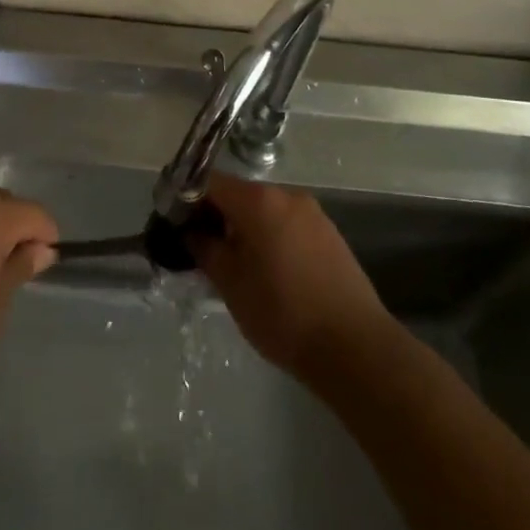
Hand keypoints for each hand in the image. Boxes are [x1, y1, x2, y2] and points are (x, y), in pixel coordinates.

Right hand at [188, 173, 393, 381]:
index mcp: (258, 200)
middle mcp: (286, 195)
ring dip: (245, 228)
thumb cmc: (282, 313)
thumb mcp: (231, 284)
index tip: (176, 223)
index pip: (211, 182)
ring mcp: (312, 213)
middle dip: (217, 216)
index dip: (188, 199)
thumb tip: (190, 230)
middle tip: (202, 249)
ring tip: (235, 266)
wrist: (354, 346)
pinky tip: (269, 273)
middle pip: (240, 194)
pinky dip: (271, 238)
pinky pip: (288, 225)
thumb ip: (205, 249)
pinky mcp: (329, 234)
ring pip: (265, 211)